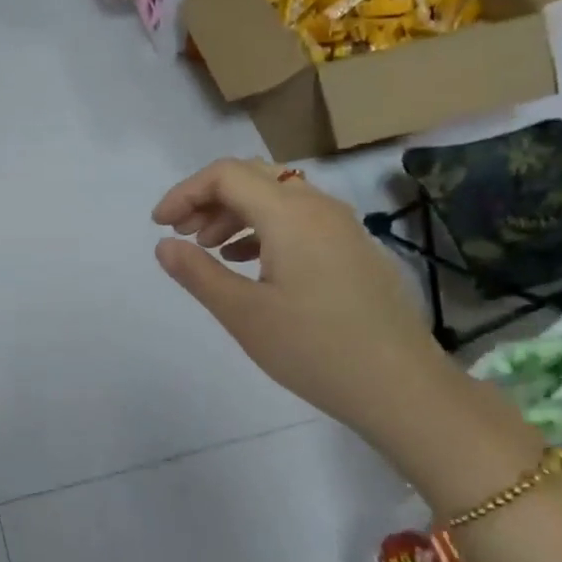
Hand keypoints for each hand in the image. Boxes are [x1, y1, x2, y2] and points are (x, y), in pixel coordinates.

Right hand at [152, 160, 450, 439]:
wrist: (401, 387)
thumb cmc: (314, 349)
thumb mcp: (244, 314)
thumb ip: (198, 273)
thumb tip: (164, 245)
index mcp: (290, 214)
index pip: (226, 174)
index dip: (185, 192)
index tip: (160, 226)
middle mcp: (319, 207)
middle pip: (253, 177)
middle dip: (209, 198)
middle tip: (182, 233)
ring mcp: (342, 227)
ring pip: (278, 196)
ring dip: (236, 212)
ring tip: (209, 248)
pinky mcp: (354, 248)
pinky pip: (300, 219)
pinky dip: (264, 228)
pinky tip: (249, 262)